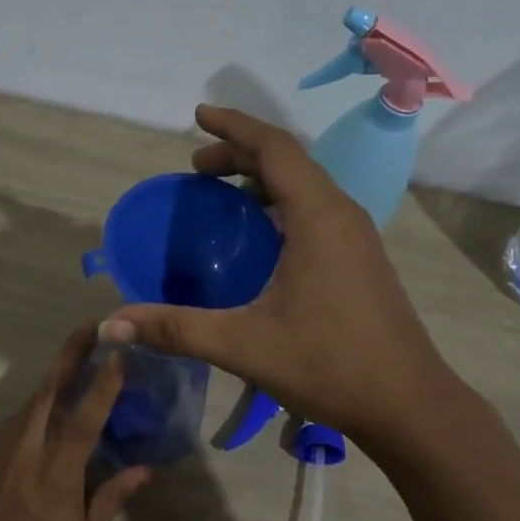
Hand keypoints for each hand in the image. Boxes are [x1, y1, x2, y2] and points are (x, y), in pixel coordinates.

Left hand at [0, 325, 151, 520]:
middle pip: (50, 391)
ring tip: (75, 355)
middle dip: (70, 354)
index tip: (119, 351)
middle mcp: (28, 451)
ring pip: (31, 401)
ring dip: (54, 374)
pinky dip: (36, 402)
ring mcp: (2, 451)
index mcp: (57, 472)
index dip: (103, 382)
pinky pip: (16, 420)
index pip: (85, 417)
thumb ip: (113, 496)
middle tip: (91, 327)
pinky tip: (47, 402)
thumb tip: (149, 469)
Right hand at [102, 105, 456, 446]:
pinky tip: (260, 236)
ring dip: (263, 177)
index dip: (234, 127)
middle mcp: (341, 213)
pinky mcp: (360, 257)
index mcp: (318, 217)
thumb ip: (176, 329)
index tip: (198, 116)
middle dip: (240, 153)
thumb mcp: (244, 345)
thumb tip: (111, 325)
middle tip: (197, 169)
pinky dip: (281, 202)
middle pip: (289, 161)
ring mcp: (356, 235)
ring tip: (222, 193)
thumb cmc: (329, 365)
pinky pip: (316, 208)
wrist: (408, 404)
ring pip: (305, 184)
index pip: (274, 148)